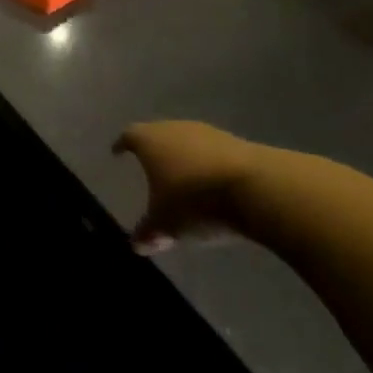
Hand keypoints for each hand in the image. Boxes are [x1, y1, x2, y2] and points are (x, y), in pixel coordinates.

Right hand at [112, 120, 274, 252]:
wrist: (255, 187)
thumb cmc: (194, 200)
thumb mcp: (166, 223)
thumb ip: (149, 232)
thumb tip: (136, 244)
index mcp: (150, 140)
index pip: (129, 136)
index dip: (122, 144)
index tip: (117, 152)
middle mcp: (175, 128)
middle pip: (159, 134)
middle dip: (154, 151)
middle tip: (149, 167)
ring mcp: (208, 133)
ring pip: (187, 142)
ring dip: (183, 158)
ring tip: (182, 178)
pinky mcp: (236, 143)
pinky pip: (212, 152)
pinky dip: (207, 165)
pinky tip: (211, 184)